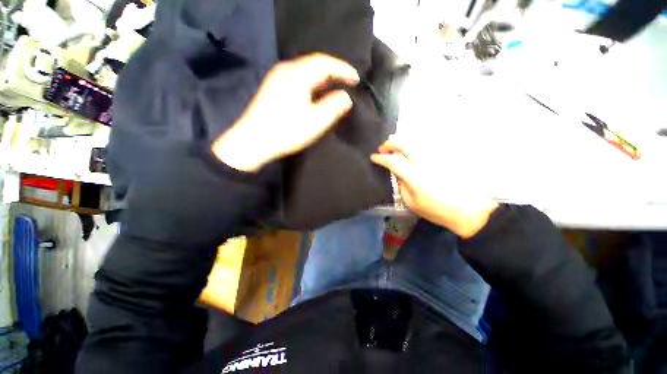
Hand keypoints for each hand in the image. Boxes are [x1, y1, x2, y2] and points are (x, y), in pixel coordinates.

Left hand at [212, 53, 358, 171]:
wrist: (253, 141)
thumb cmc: (287, 131)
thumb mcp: (316, 121)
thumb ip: (334, 106)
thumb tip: (345, 96)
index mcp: (297, 74)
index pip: (325, 62)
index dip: (343, 69)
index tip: (356, 79)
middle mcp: (285, 70)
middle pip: (314, 64)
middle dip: (333, 72)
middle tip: (347, 82)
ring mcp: (276, 78)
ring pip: (305, 72)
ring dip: (321, 79)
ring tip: (334, 88)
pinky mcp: (272, 89)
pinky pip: (297, 80)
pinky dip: (310, 85)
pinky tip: (314, 95)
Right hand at [371, 135, 498, 238]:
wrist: (470, 209)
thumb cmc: (437, 210)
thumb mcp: (412, 202)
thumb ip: (401, 185)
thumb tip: (396, 173)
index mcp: (414, 175)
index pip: (392, 161)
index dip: (380, 158)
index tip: (373, 157)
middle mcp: (424, 160)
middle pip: (403, 143)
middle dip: (389, 144)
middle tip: (383, 149)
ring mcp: (436, 155)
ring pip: (414, 140)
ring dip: (401, 142)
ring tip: (395, 148)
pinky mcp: (445, 154)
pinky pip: (425, 144)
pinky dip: (414, 144)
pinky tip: (411, 150)